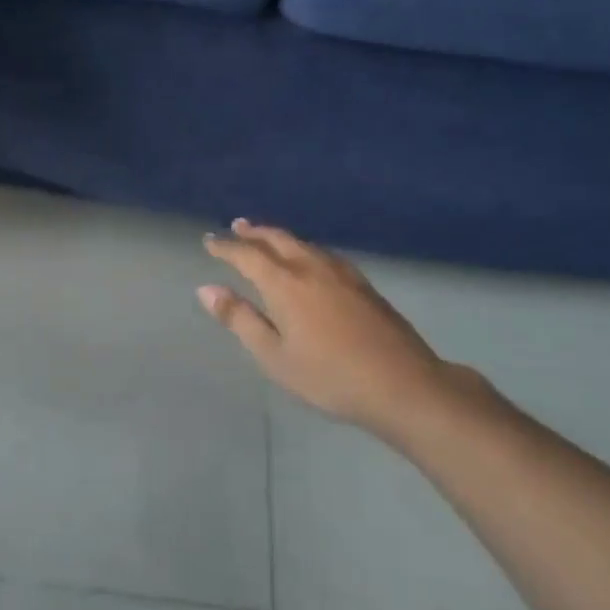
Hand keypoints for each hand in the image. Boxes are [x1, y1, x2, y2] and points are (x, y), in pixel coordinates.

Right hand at [200, 220, 467, 438]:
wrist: (402, 384)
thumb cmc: (328, 376)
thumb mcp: (274, 356)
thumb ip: (240, 319)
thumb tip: (207, 289)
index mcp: (284, 284)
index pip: (247, 256)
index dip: (225, 247)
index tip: (209, 241)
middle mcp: (311, 268)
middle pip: (277, 239)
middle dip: (254, 232)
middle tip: (237, 226)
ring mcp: (342, 273)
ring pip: (303, 243)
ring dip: (279, 237)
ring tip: (267, 237)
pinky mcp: (363, 283)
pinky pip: (323, 253)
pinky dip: (304, 248)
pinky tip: (310, 259)